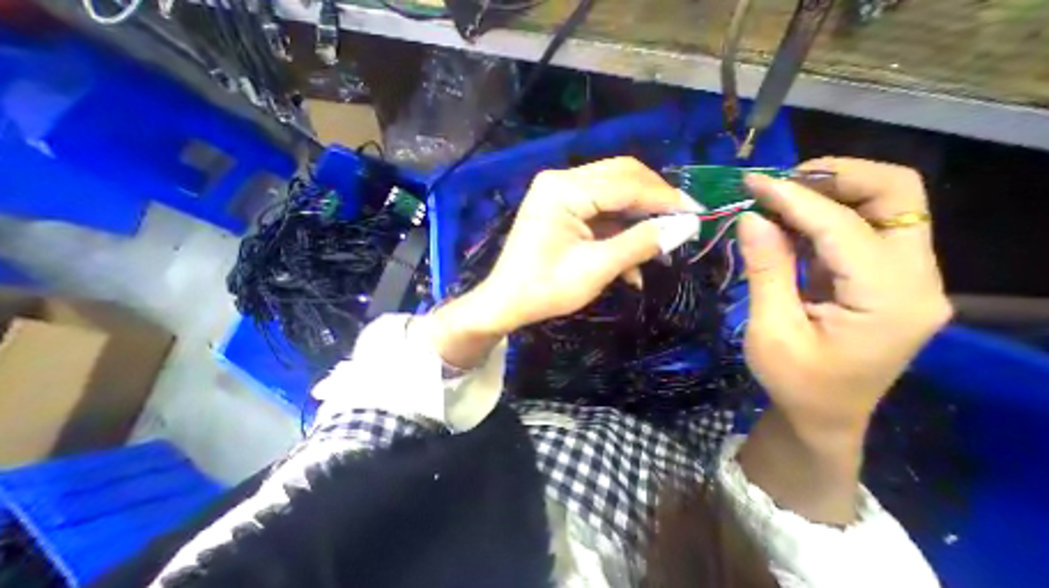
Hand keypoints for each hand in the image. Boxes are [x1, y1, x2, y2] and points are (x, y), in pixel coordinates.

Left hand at [472, 156, 698, 334]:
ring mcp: (557, 193)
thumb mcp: (596, 268)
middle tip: (681, 225)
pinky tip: (630, 263)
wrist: (506, 302)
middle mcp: (560, 180)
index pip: (627, 183)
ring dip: (635, 222)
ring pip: (612, 195)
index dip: (664, 198)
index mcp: (563, 189)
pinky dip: (616, 233)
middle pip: (621, 179)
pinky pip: (597, 212)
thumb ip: (641, 243)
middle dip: (652, 203)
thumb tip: (685, 226)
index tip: (697, 213)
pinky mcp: (559, 209)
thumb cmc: (545, 289)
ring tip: (657, 249)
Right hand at [735, 159, 951, 439]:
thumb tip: (751, 219)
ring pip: (884, 206)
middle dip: (835, 178)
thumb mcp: (770, 329)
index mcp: (889, 300)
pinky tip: (785, 221)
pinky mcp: (883, 279)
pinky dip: (821, 216)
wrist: (823, 414)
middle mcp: (915, 279)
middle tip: (777, 183)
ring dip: (828, 192)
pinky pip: (860, 230)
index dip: (795, 198)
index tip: (753, 182)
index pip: (845, 227)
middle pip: (897, 196)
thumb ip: (766, 271)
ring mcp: (904, 278)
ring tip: (775, 196)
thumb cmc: (794, 381)